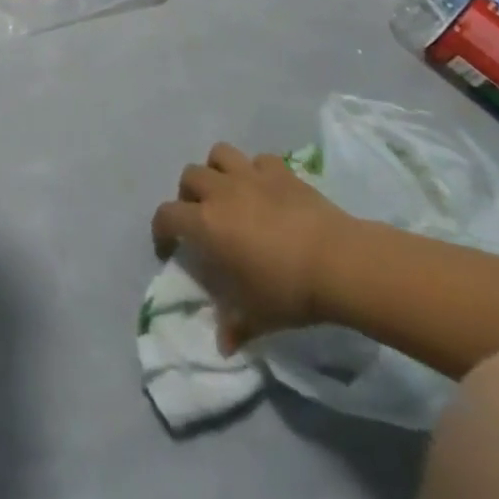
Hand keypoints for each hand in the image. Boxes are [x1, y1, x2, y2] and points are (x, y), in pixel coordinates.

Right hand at [151, 143, 349, 353]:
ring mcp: (251, 175)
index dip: (161, 229)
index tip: (168, 246)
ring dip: (217, 170)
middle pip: (190, 176)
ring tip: (227, 191)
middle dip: (188, 194)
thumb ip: (234, 326)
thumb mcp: (257, 316)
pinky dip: (256, 171)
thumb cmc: (288, 290)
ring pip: (219, 154)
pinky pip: (258, 160)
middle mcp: (221, 192)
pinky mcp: (280, 170)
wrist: (337, 261)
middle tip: (201, 216)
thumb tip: (223, 344)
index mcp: (206, 224)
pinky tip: (265, 189)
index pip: (167, 216)